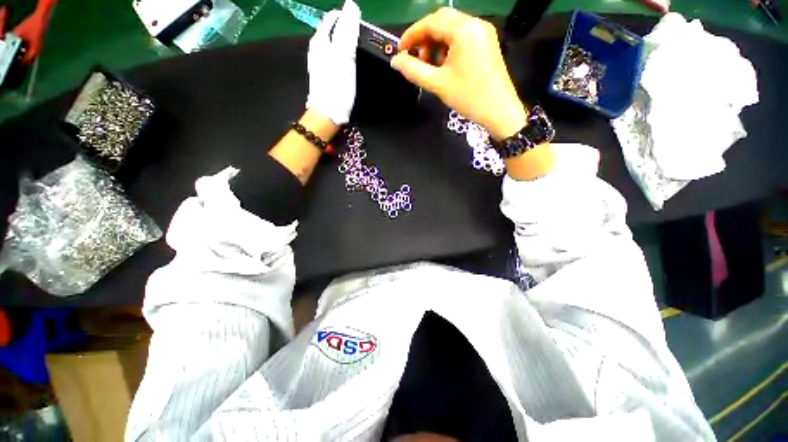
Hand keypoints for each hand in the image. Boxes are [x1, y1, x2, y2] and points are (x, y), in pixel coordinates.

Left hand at [306, 0, 360, 124]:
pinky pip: (335, 59)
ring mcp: (319, 63)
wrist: (327, 115)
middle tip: (363, 44)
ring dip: (347, 46)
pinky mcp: (324, 76)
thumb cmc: (336, 87)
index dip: (349, 18)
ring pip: (334, 46)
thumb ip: (347, 31)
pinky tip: (350, 67)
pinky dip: (344, 58)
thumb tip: (351, 5)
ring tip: (359, 54)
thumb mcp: (344, 56)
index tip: (363, 29)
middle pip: (334, 31)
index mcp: (320, 41)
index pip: (334, 18)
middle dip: (348, 32)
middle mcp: (317, 49)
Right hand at [391, 8, 526, 139]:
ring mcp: (483, 33)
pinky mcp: (486, 43)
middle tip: (416, 60)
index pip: (431, 22)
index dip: (412, 34)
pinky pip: (462, 37)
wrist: (499, 110)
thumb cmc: (469, 97)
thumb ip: (414, 71)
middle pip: (442, 21)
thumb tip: (396, 62)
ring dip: (436, 44)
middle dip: (424, 39)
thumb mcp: (438, 84)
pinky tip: (444, 66)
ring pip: (452, 29)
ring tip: (431, 67)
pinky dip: (448, 48)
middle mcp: (475, 24)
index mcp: (464, 30)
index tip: (400, 51)